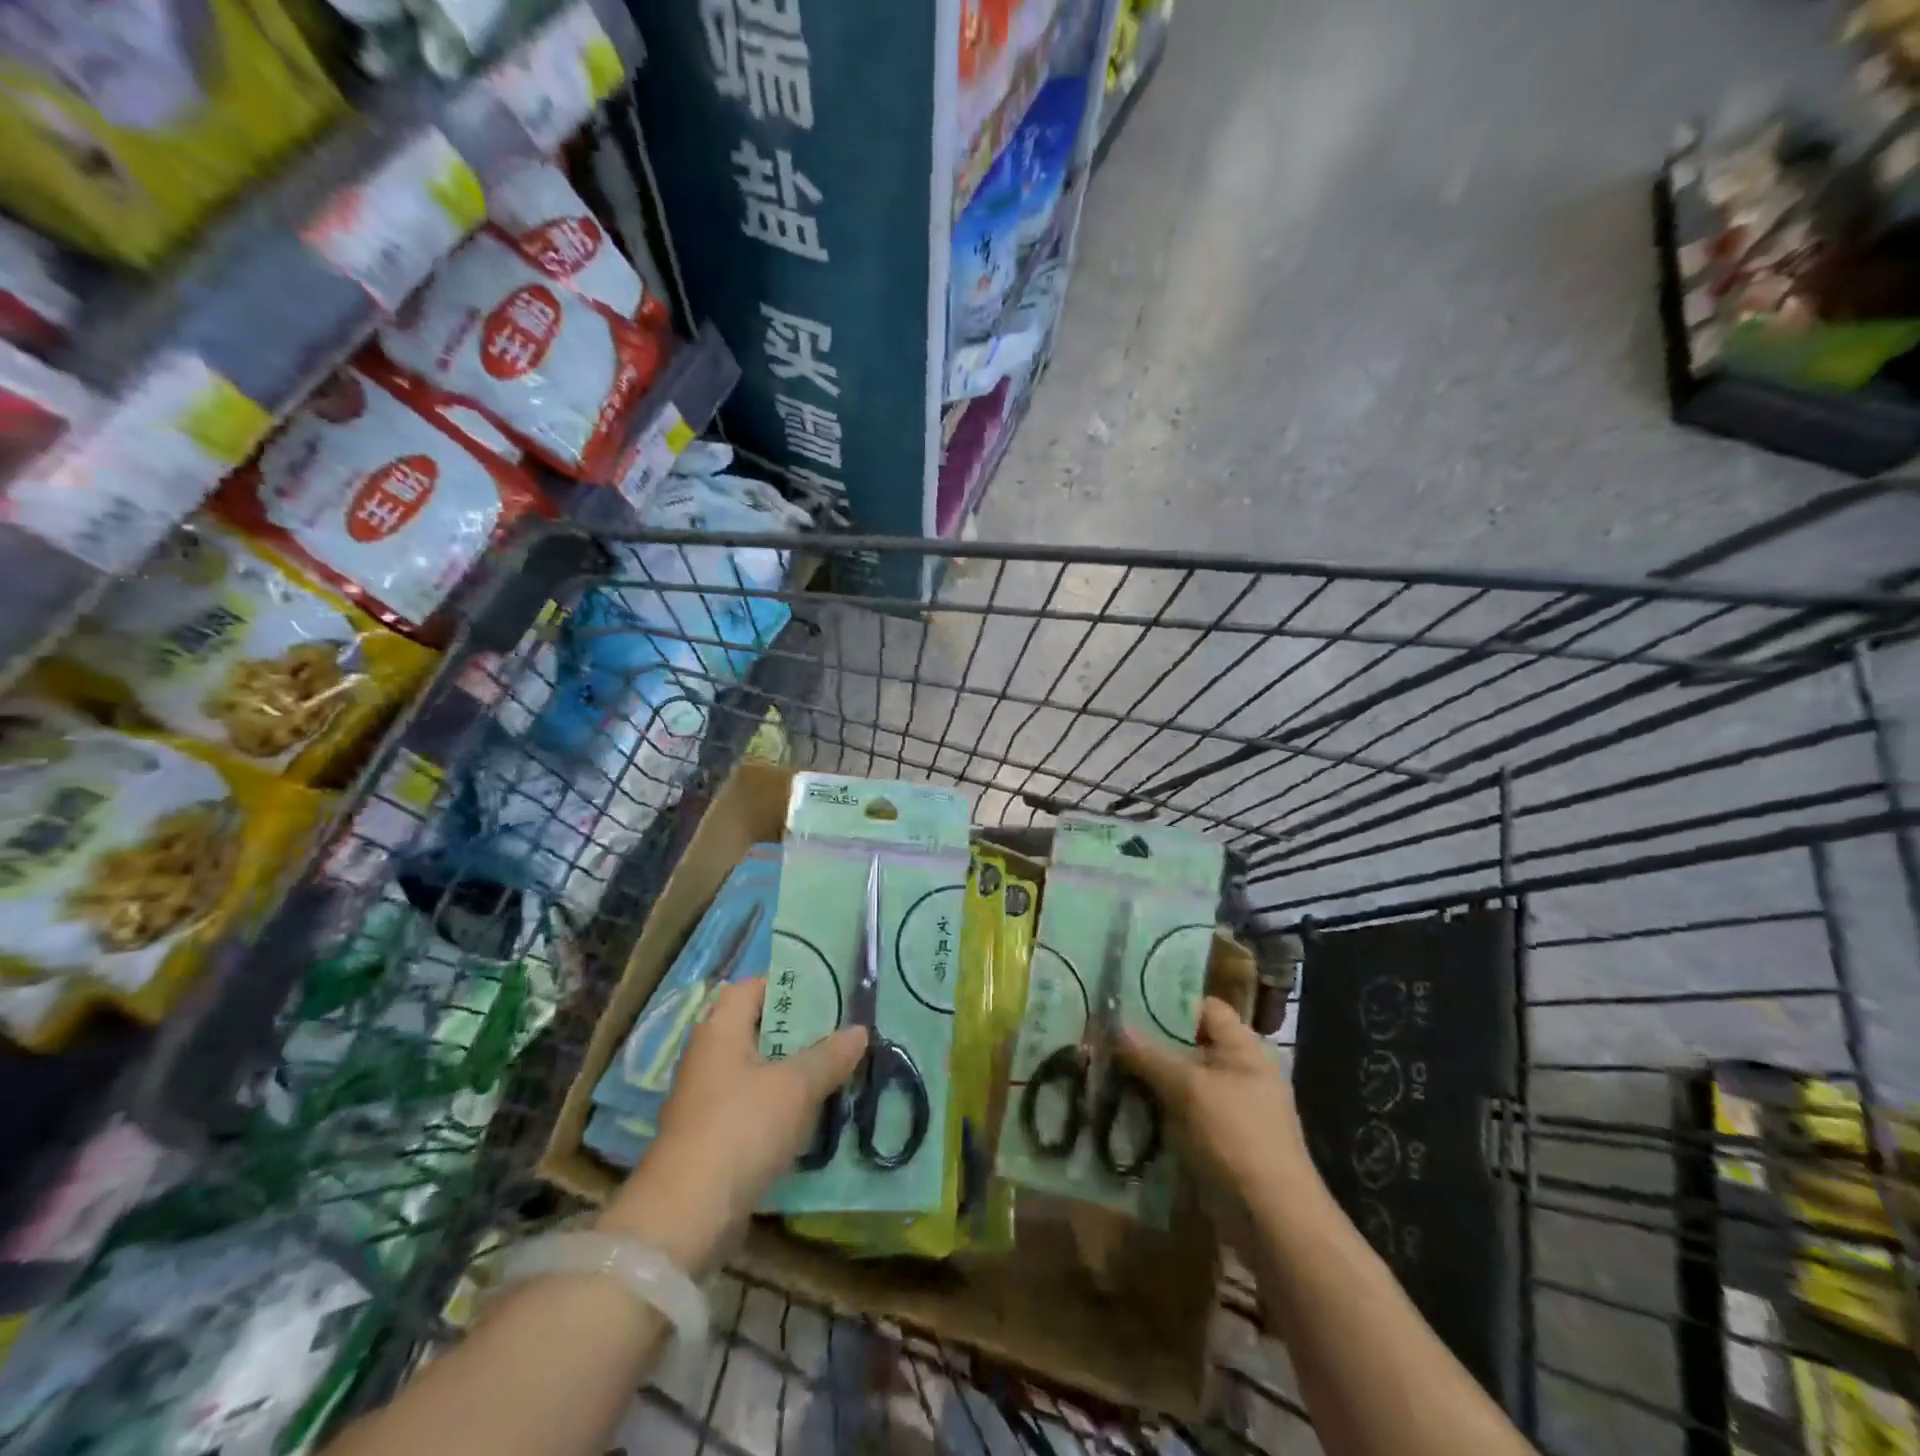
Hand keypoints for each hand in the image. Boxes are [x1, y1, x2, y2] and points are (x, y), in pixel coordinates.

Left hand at [601, 977, 867, 1272]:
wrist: (687, 1215)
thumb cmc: (741, 1128)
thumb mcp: (796, 1087)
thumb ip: (829, 1056)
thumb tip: (859, 1030)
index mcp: (721, 1029)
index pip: (754, 986)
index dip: (790, 983)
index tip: (829, 991)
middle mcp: (709, 1055)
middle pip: (759, 1027)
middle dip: (800, 1029)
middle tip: (842, 1030)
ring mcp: (708, 1097)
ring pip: (760, 1068)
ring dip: (794, 1068)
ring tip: (837, 1068)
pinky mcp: (713, 1134)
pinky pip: (755, 1103)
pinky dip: (782, 1102)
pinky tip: (813, 1112)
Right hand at [1117, 997, 1314, 1207]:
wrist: (1272, 1218)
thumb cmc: (1236, 1136)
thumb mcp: (1189, 1089)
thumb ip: (1151, 1056)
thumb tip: (1116, 1027)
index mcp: (1244, 1048)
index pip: (1205, 1008)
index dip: (1171, 1003)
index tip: (1130, 1004)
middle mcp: (1239, 1072)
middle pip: (1189, 1045)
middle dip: (1151, 1043)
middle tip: (1108, 1037)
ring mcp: (1230, 1108)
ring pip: (1181, 1081)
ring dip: (1149, 1079)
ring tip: (1107, 1070)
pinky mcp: (1218, 1140)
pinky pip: (1182, 1113)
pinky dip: (1158, 1110)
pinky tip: (1124, 1108)